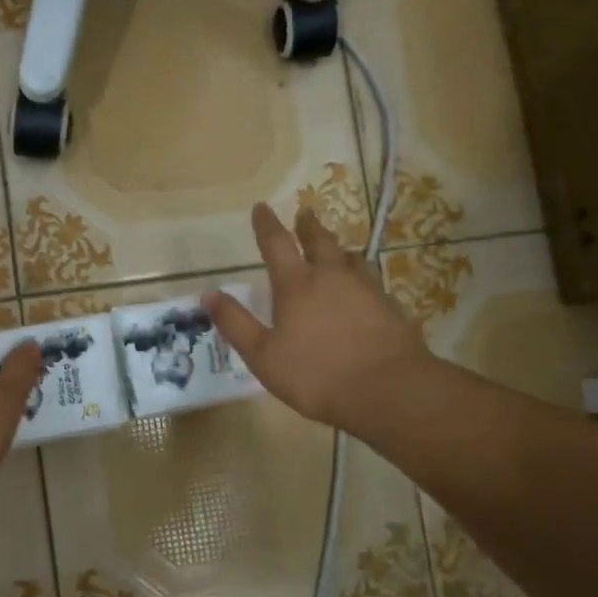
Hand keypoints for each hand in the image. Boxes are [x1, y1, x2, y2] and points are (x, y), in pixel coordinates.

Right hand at [204, 204, 426, 430]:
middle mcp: (332, 277)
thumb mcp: (263, 355)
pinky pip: (371, 281)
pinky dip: (360, 276)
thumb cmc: (316, 374)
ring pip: (350, 258)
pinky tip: (363, 287)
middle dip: (308, 227)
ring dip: (338, 249)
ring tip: (336, 248)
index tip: (261, 207)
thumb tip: (208, 293)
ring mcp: (366, 289)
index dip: (266, 224)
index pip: (277, 244)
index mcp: (297, 285)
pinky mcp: (390, 307)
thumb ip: (235, 323)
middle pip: (319, 241)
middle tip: (305, 213)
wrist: (388, 389)